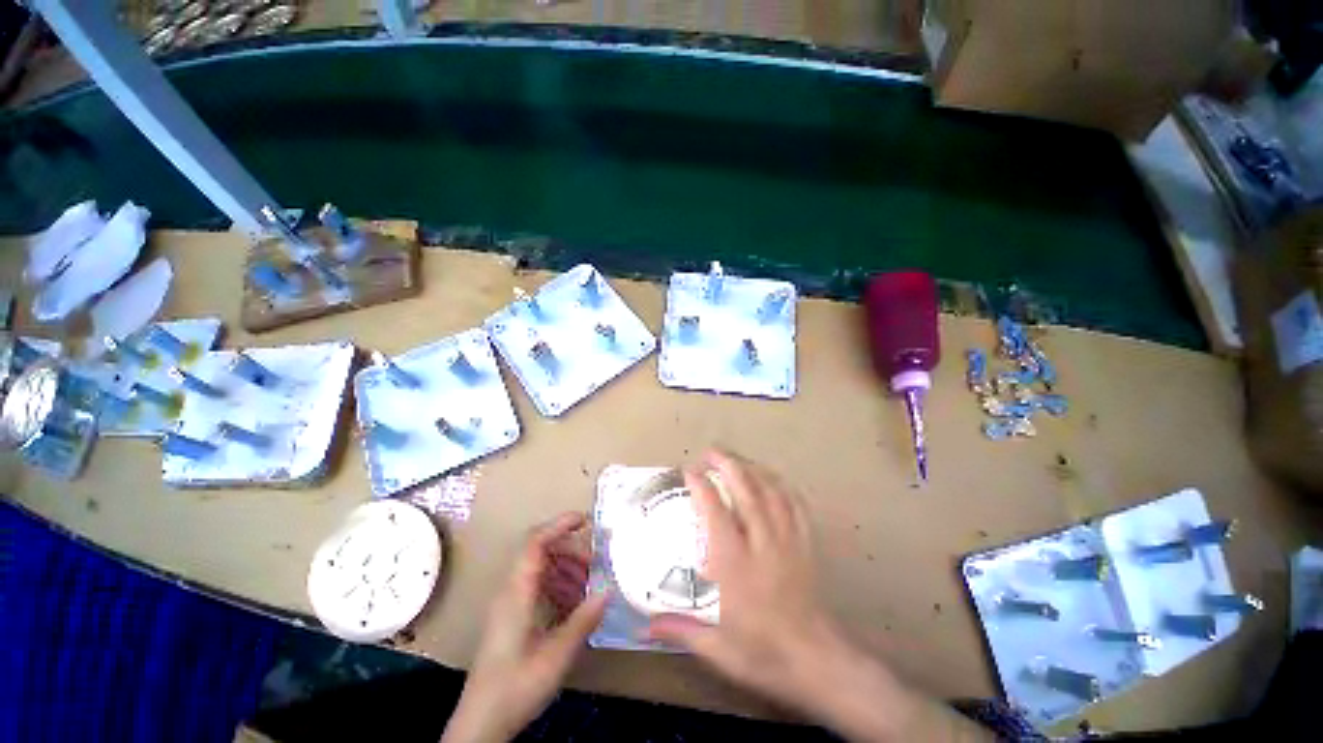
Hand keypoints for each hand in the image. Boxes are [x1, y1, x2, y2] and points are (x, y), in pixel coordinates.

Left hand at [442, 513, 606, 742]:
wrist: (481, 723)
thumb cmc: (515, 688)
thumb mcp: (555, 656)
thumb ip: (583, 621)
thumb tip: (608, 590)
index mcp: (517, 593)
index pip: (535, 542)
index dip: (559, 524)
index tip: (586, 520)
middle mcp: (510, 590)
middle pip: (540, 550)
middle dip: (570, 550)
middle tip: (595, 563)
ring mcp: (509, 602)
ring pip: (540, 568)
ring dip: (566, 568)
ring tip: (589, 584)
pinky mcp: (511, 615)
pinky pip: (537, 585)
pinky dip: (558, 584)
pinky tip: (574, 602)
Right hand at [648, 451, 990, 742]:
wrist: (817, 661)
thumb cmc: (764, 654)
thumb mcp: (717, 648)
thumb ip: (681, 630)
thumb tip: (644, 626)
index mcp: (734, 563)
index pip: (715, 511)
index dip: (701, 485)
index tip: (689, 470)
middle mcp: (760, 542)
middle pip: (746, 489)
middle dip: (727, 463)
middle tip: (710, 451)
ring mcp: (787, 539)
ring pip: (771, 490)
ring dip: (752, 468)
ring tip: (736, 458)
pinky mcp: (805, 543)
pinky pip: (795, 503)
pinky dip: (781, 485)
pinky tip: (772, 479)